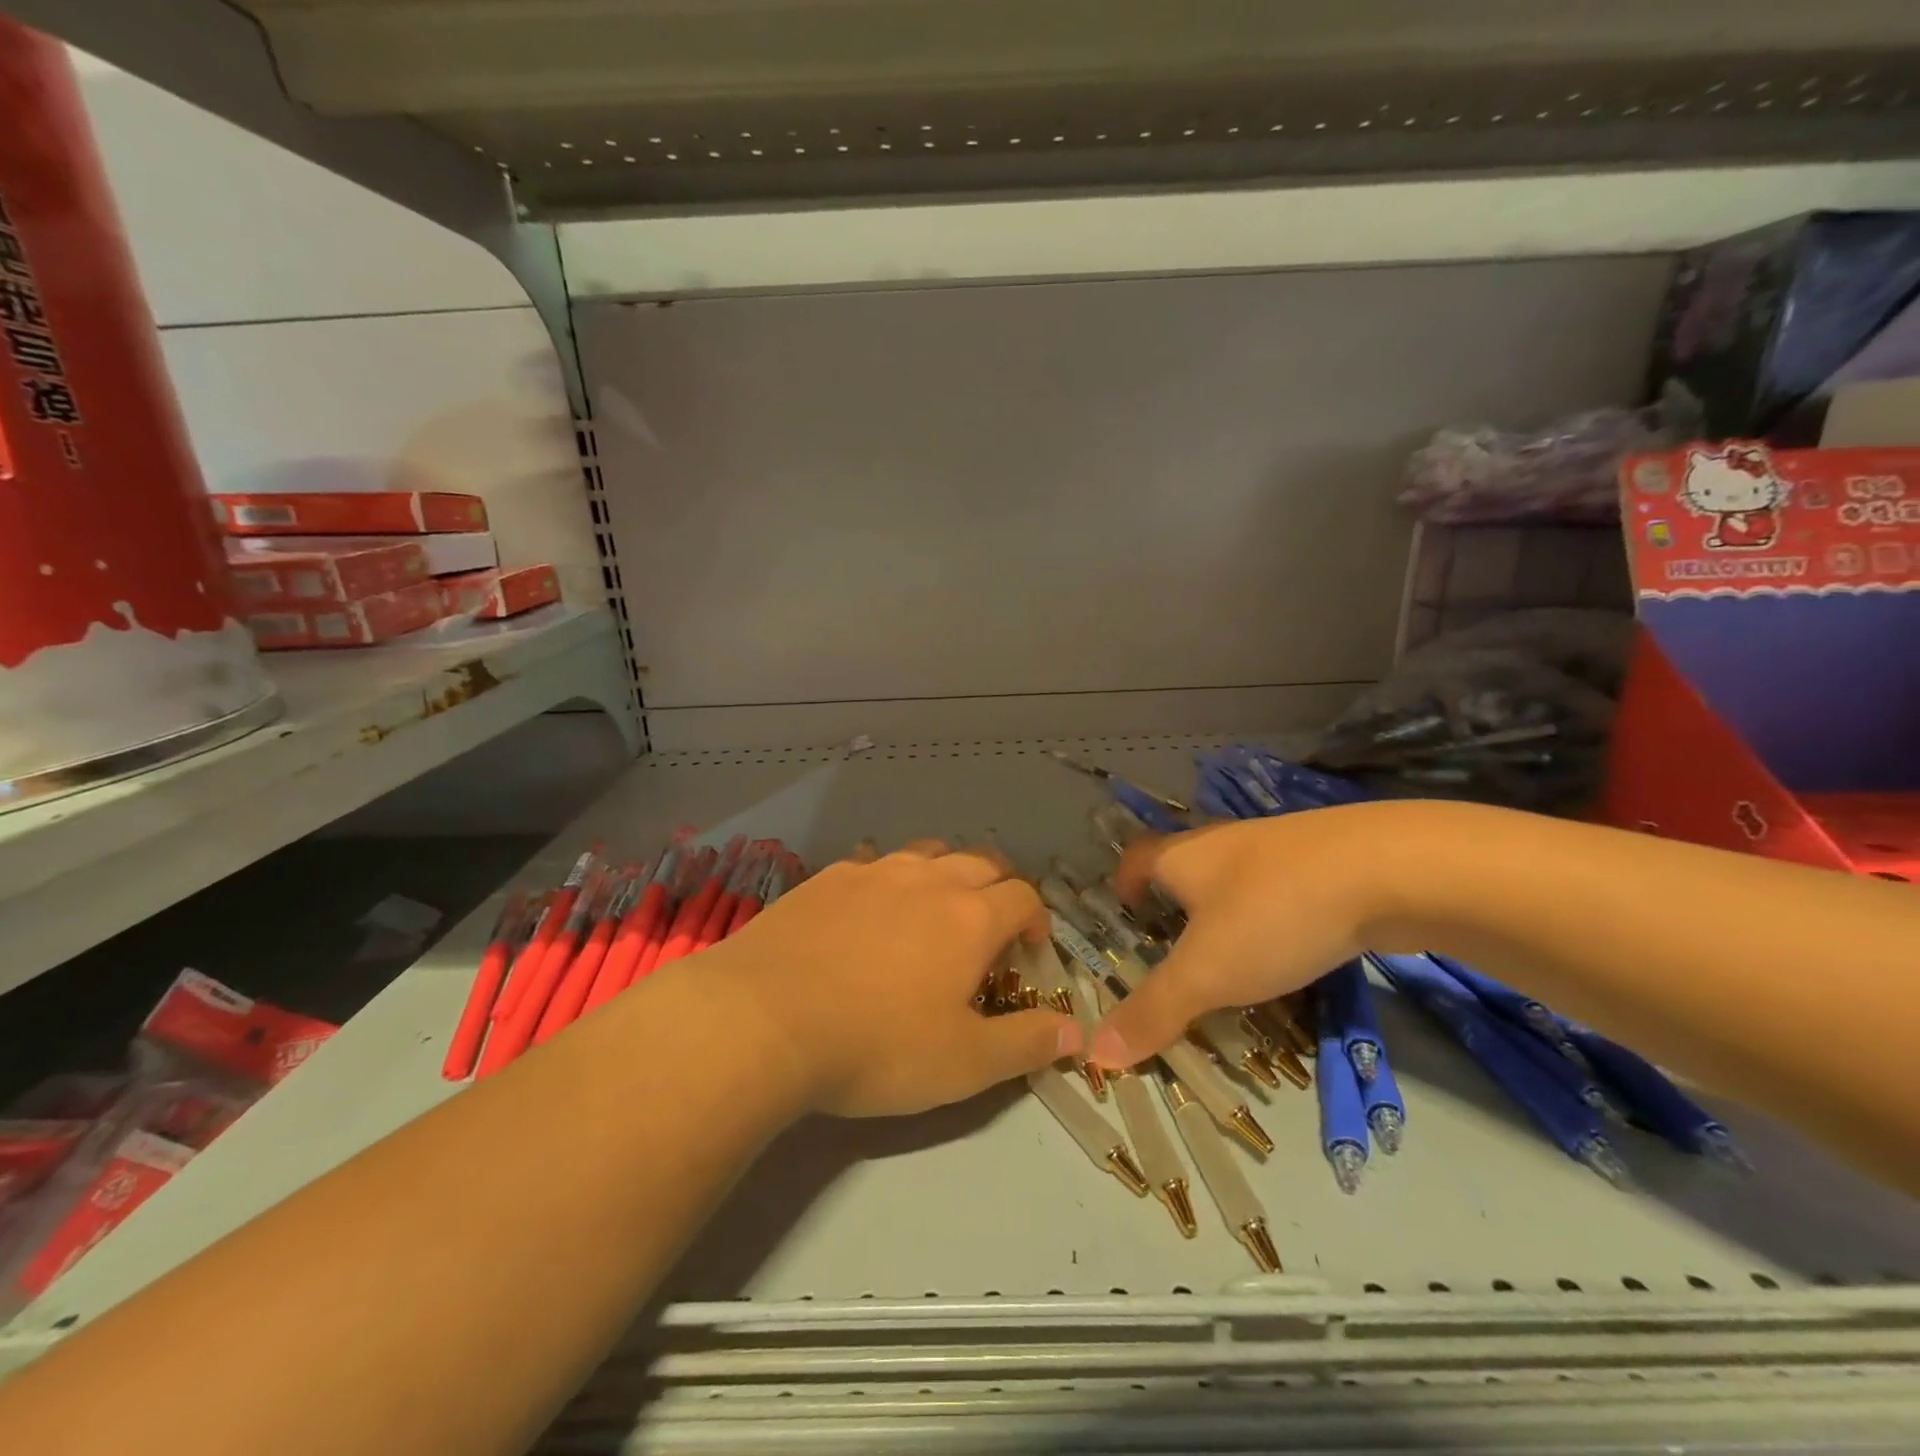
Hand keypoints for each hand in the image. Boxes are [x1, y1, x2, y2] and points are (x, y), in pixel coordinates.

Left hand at [706, 843, 1081, 1117]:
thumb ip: (1026, 1043)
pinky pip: (872, 863)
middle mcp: (927, 879)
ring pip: (926, 853)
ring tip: (935, 908)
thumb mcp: (963, 1063)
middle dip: (998, 887)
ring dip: (945, 873)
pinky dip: (888, 878)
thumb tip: (1076, 1030)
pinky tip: (870, 908)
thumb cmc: (876, 1045)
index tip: (1031, 949)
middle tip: (991, 924)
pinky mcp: (826, 877)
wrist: (763, 1018)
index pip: (1023, 897)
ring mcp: (872, 871)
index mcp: (970, 916)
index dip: (1037, 920)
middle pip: (980, 862)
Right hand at [1089, 807, 1397, 1067]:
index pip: (1137, 858)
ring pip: (1238, 879)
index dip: (1125, 883)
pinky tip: (1296, 946)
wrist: (1391, 869)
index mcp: (1184, 857)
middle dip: (1177, 904)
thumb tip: (1095, 1052)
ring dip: (1229, 912)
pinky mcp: (1329, 858)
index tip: (1127, 913)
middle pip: (1186, 867)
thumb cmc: (1274, 914)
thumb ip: (1154, 1010)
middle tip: (1178, 950)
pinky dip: (1276, 915)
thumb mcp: (1208, 972)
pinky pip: (1283, 888)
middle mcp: (1224, 842)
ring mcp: (1280, 845)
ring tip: (1236, 958)